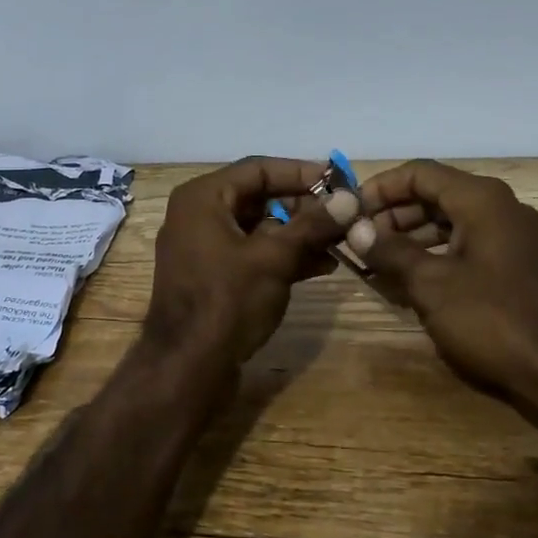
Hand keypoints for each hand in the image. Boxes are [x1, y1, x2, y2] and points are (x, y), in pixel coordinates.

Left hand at [142, 157, 358, 380]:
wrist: (187, 368)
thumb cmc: (227, 301)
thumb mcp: (274, 258)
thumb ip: (312, 224)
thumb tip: (350, 197)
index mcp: (203, 197)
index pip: (258, 169)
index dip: (301, 173)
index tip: (339, 180)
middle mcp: (199, 215)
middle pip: (259, 197)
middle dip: (304, 207)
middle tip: (344, 214)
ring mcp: (205, 247)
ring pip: (260, 228)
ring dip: (299, 233)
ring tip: (342, 240)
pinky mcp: (214, 276)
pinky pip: (253, 253)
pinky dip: (284, 256)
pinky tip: (323, 264)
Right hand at [348, 160, 537, 444]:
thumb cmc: (492, 319)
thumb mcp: (431, 285)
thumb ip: (390, 251)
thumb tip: (355, 229)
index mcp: (481, 199)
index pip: (419, 173)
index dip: (380, 188)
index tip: (350, 212)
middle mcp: (498, 207)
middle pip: (434, 194)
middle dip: (392, 214)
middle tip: (359, 240)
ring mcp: (510, 236)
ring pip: (448, 221)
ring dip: (410, 236)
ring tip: (375, 262)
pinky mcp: (514, 263)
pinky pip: (465, 244)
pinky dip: (434, 254)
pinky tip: (408, 279)